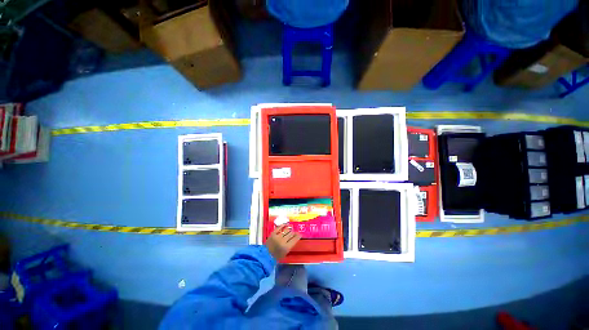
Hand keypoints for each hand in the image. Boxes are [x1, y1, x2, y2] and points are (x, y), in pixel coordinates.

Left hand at [266, 225, 300, 259]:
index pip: (295, 239)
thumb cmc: (276, 256)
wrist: (266, 255)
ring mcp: (277, 236)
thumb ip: (290, 245)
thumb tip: (294, 238)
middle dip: (294, 233)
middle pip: (291, 234)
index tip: (300, 234)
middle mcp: (283, 241)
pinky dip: (283, 225)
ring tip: (291, 229)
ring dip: (289, 229)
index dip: (298, 236)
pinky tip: (285, 224)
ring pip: (286, 230)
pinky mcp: (273, 233)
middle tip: (295, 232)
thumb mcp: (285, 253)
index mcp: (286, 247)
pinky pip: (279, 227)